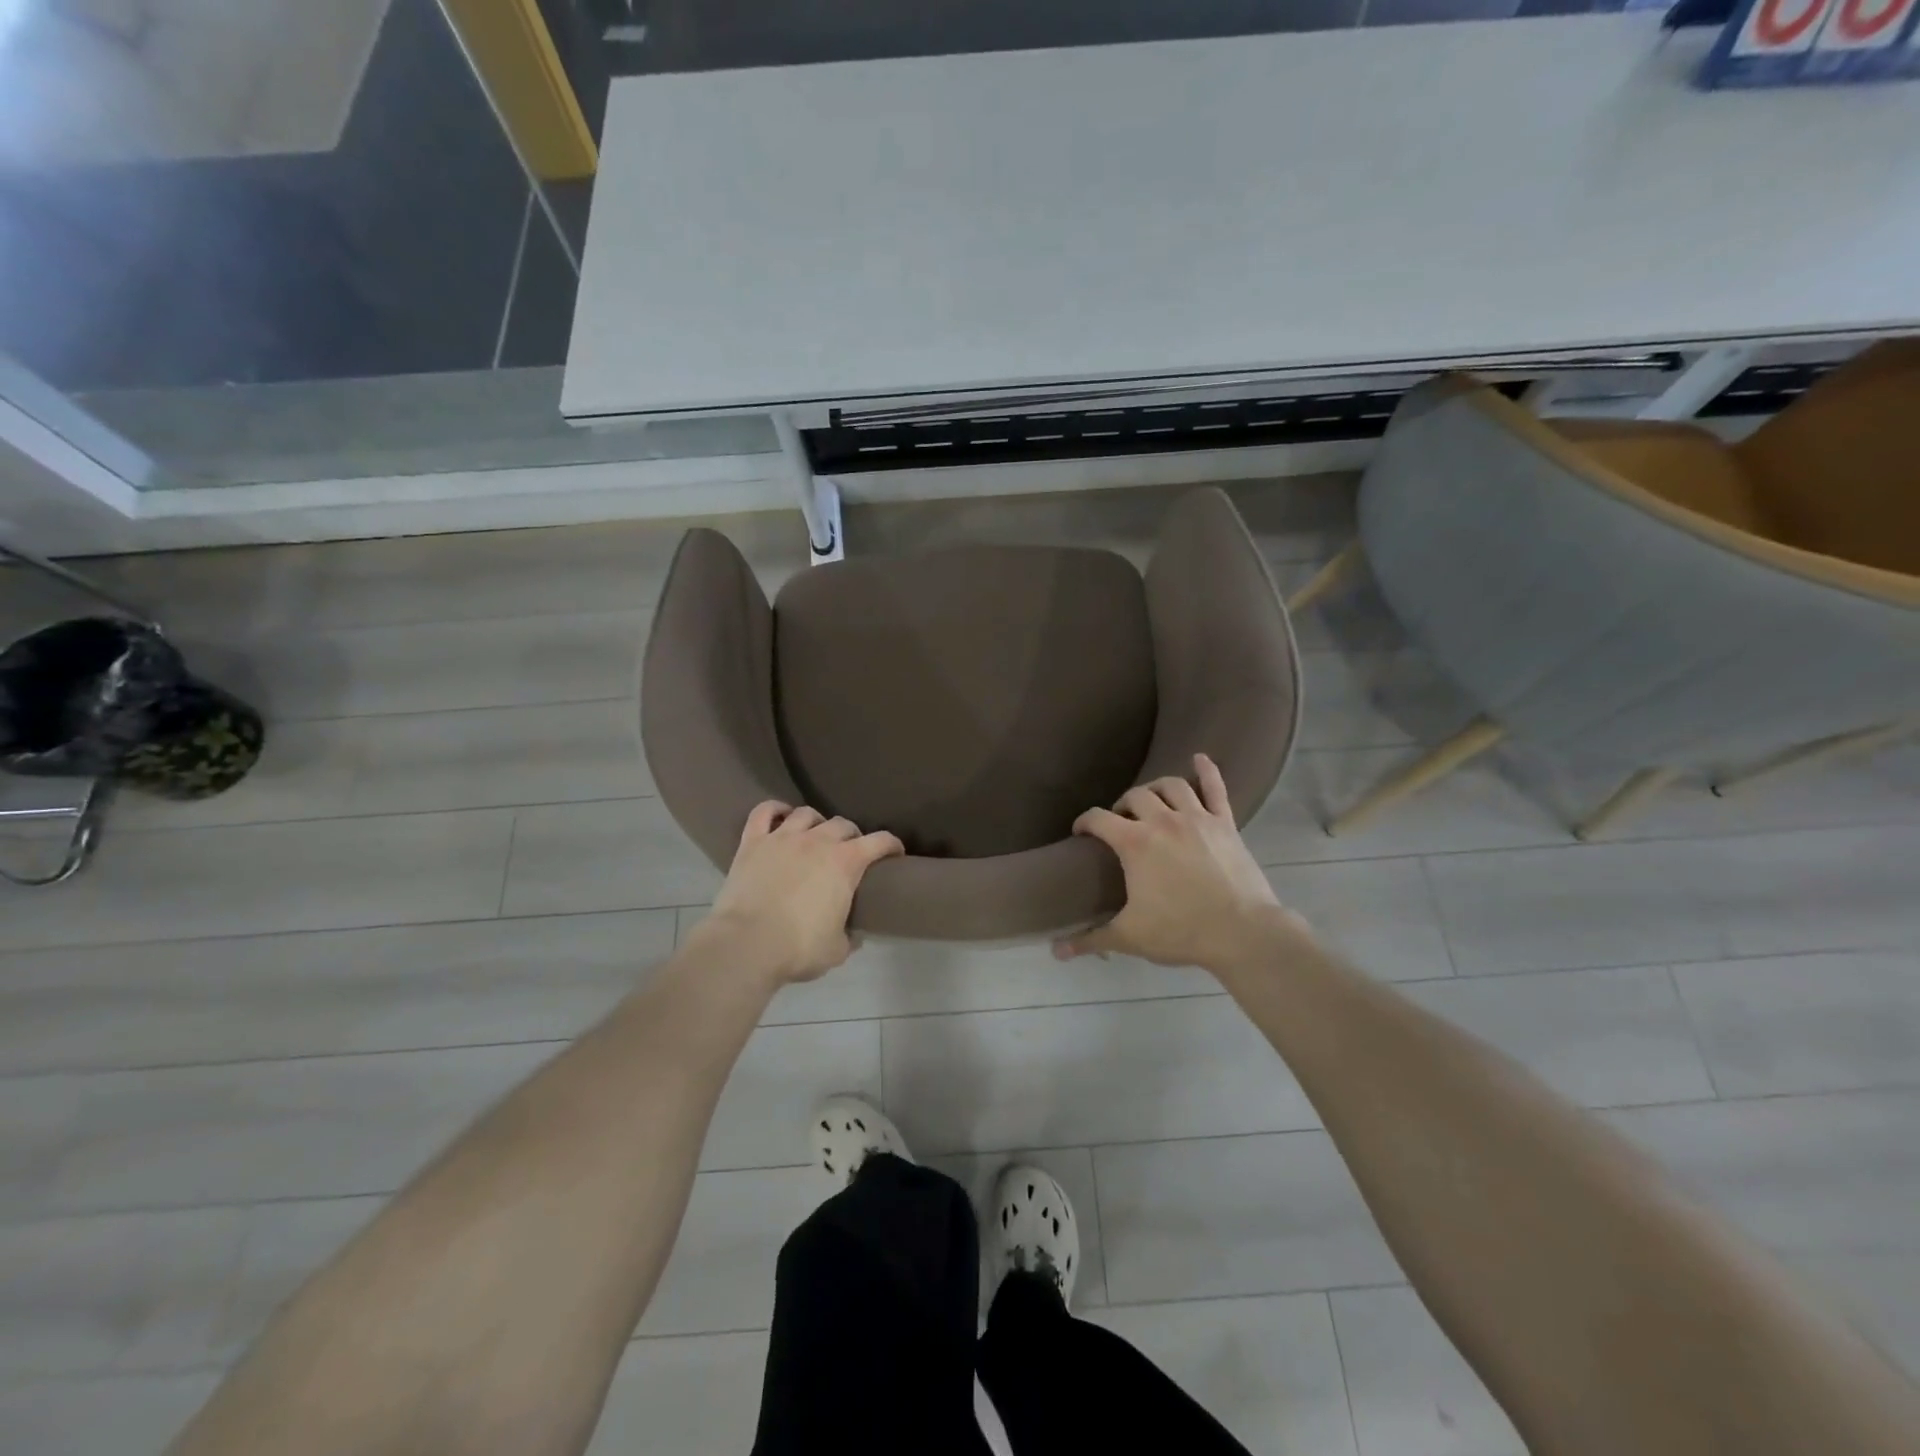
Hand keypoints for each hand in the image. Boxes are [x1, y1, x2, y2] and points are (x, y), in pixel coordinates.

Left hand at [696, 802, 904, 983]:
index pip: (880, 842)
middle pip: (843, 824)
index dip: (891, 845)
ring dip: (817, 822)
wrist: (746, 945)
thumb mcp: (837, 950)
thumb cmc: (798, 948)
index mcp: (846, 863)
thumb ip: (849, 937)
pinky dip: (775, 809)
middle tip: (850, 851)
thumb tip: (854, 934)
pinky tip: (780, 815)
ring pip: (806, 813)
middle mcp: (818, 840)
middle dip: (852, 835)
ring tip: (815, 834)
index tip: (895, 853)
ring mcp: (783, 837)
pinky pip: (764, 812)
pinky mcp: (753, 842)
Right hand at [1055, 754, 1307, 972]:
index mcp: (1134, 843)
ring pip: (1171, 786)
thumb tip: (1055, 952)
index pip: (1098, 819)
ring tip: (1151, 801)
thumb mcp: (1130, 937)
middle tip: (1121, 824)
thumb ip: (1091, 939)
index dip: (1084, 822)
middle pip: (1134, 797)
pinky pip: (1216, 788)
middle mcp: (1163, 821)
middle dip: (1122, 806)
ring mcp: (1197, 818)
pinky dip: (1207, 771)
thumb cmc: (1181, 932)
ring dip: (1156, 789)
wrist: (1243, 933)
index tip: (1081, 832)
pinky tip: (1200, 758)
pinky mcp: (1225, 823)